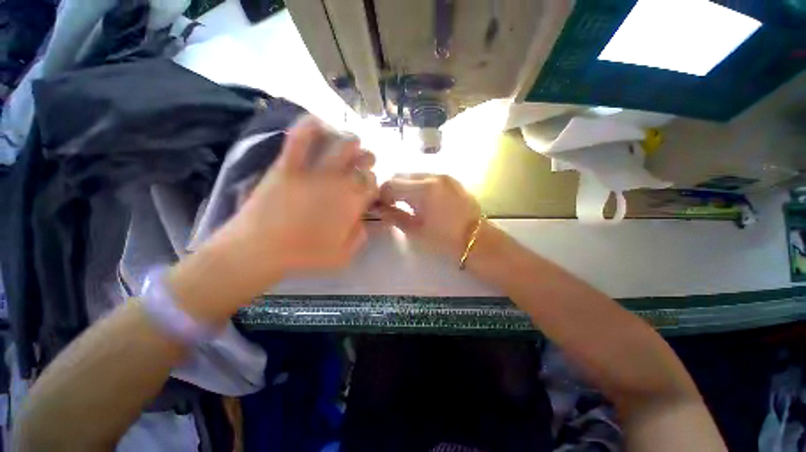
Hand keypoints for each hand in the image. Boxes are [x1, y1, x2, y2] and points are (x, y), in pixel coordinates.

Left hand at [212, 116, 377, 277]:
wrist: (259, 250)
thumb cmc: (303, 256)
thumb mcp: (342, 257)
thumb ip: (359, 237)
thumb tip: (364, 222)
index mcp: (351, 204)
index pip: (372, 184)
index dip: (373, 183)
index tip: (368, 188)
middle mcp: (338, 184)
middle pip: (361, 163)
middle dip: (368, 160)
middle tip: (366, 162)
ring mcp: (312, 172)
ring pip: (340, 145)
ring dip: (351, 141)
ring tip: (353, 142)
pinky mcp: (287, 166)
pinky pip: (299, 139)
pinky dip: (310, 126)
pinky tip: (319, 122)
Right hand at [378, 175, 481, 261]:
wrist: (478, 241)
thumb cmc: (445, 240)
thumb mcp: (416, 231)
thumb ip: (395, 217)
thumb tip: (379, 209)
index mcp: (424, 189)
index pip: (392, 184)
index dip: (382, 195)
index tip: (381, 207)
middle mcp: (434, 176)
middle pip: (402, 175)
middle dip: (393, 189)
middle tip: (391, 205)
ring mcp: (445, 176)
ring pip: (415, 175)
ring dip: (406, 187)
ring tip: (406, 204)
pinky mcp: (452, 181)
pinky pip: (428, 178)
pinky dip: (418, 186)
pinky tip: (422, 201)